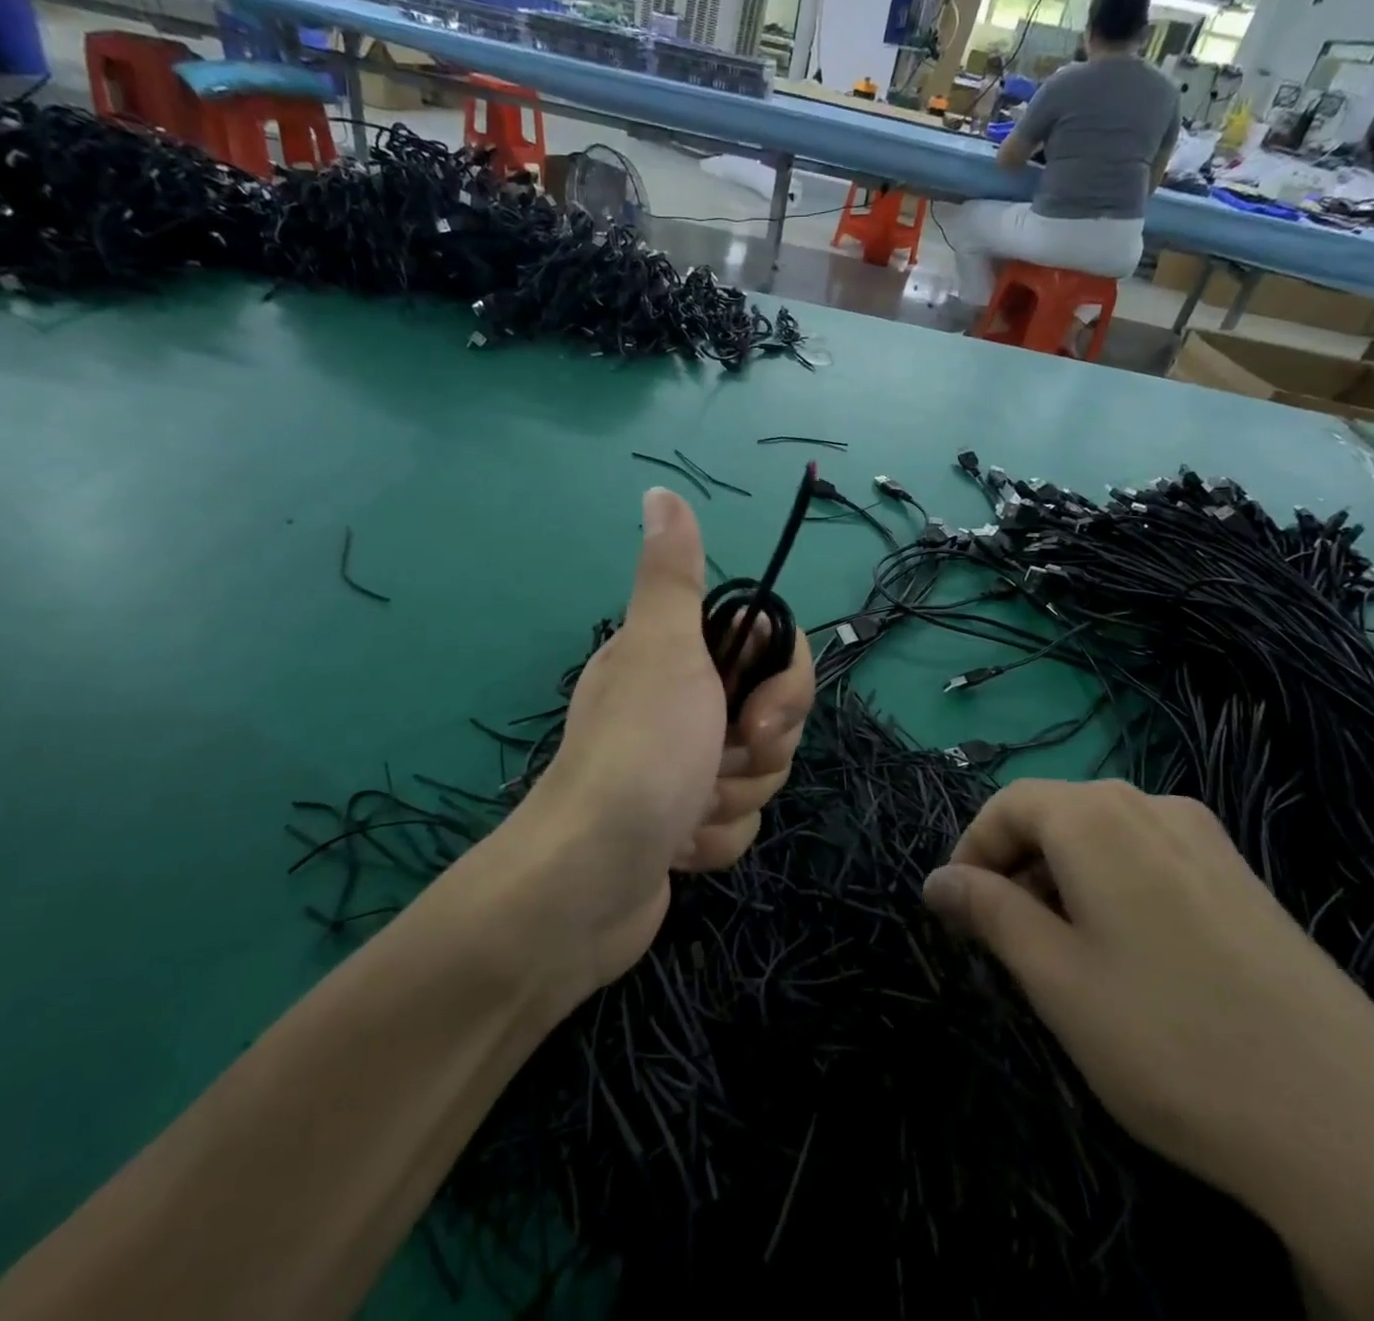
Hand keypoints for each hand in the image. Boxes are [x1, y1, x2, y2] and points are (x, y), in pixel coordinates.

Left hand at [519, 487, 813, 989]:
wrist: (590, 881)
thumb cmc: (641, 753)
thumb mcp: (662, 649)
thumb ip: (672, 575)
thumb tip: (659, 491)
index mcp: (676, 657)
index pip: (771, 652)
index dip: (783, 685)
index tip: (756, 716)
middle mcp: (679, 705)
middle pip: (774, 716)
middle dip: (758, 752)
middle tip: (718, 762)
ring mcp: (682, 768)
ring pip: (759, 774)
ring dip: (733, 799)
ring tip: (687, 813)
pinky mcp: (684, 824)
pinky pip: (737, 823)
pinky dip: (716, 839)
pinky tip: (679, 847)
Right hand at [922, 779, 1373, 1320]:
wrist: (1358, 1136)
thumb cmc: (1171, 1044)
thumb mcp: (1055, 979)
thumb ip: (988, 912)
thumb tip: (936, 879)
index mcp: (1100, 817)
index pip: (1008, 804)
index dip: (973, 851)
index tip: (962, 913)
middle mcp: (1154, 806)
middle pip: (1057, 815)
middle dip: (1018, 868)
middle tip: (1011, 943)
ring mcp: (1210, 841)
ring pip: (1104, 838)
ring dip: (1065, 880)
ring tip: (1067, 957)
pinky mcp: (1246, 881)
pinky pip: (1153, 860)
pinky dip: (1116, 890)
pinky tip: (1135, 961)